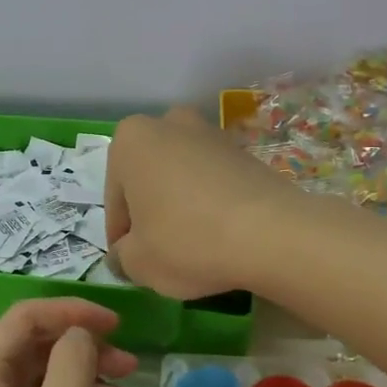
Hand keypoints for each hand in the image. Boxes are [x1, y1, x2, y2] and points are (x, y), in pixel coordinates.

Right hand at [105, 106, 305, 298]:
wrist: (272, 233)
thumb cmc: (187, 240)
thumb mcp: (137, 262)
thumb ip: (121, 257)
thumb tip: (126, 254)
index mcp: (130, 139)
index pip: (114, 199)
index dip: (122, 237)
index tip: (133, 263)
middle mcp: (168, 124)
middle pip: (147, 181)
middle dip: (150, 213)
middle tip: (160, 253)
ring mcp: (211, 134)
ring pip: (181, 179)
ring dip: (180, 207)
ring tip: (193, 247)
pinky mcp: (244, 152)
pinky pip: (213, 183)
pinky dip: (210, 206)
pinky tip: (220, 237)